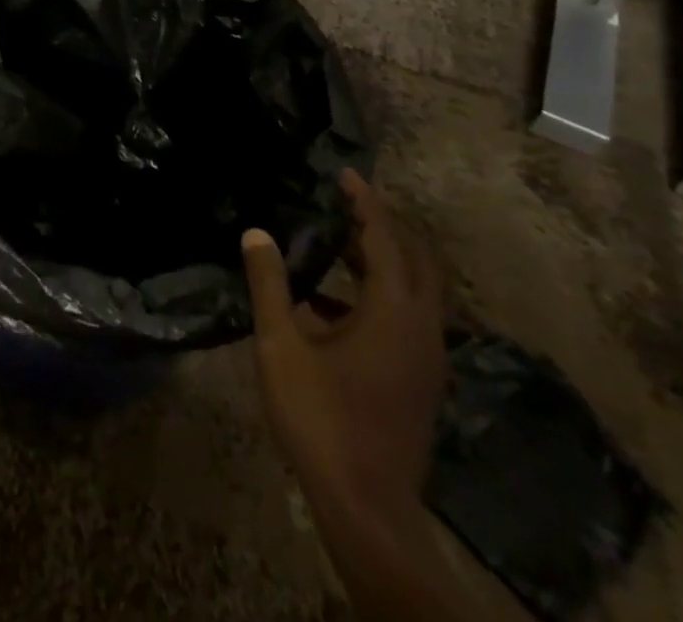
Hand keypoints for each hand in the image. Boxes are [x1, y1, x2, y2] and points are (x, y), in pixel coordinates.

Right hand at [242, 170, 446, 524]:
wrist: (367, 509)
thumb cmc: (322, 418)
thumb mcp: (281, 345)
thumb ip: (270, 284)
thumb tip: (256, 233)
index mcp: (394, 312)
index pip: (385, 239)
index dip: (365, 203)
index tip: (346, 174)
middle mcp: (422, 329)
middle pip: (416, 260)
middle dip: (385, 227)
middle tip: (347, 204)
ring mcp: (427, 359)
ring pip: (415, 291)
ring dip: (382, 261)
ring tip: (337, 243)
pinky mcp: (421, 381)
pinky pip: (408, 318)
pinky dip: (379, 295)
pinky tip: (333, 305)